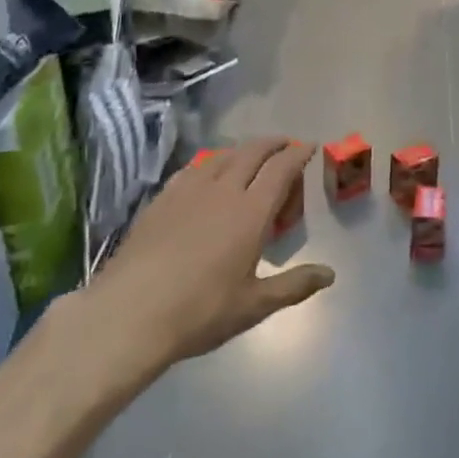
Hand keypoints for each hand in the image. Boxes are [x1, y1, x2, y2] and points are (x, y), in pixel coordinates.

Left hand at [98, 138, 334, 364]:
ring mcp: (188, 190)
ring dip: (242, 150)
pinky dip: (211, 162)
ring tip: (250, 157)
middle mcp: (223, 190)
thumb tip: (329, 274)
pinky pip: (193, 168)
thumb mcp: (254, 305)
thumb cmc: (200, 311)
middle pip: (252, 152)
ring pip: (222, 155)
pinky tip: (207, 174)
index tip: (308, 147)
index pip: (281, 168)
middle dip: (273, 144)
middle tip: (285, 145)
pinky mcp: (162, 198)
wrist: (130, 313)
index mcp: (251, 212)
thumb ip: (294, 285)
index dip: (298, 153)